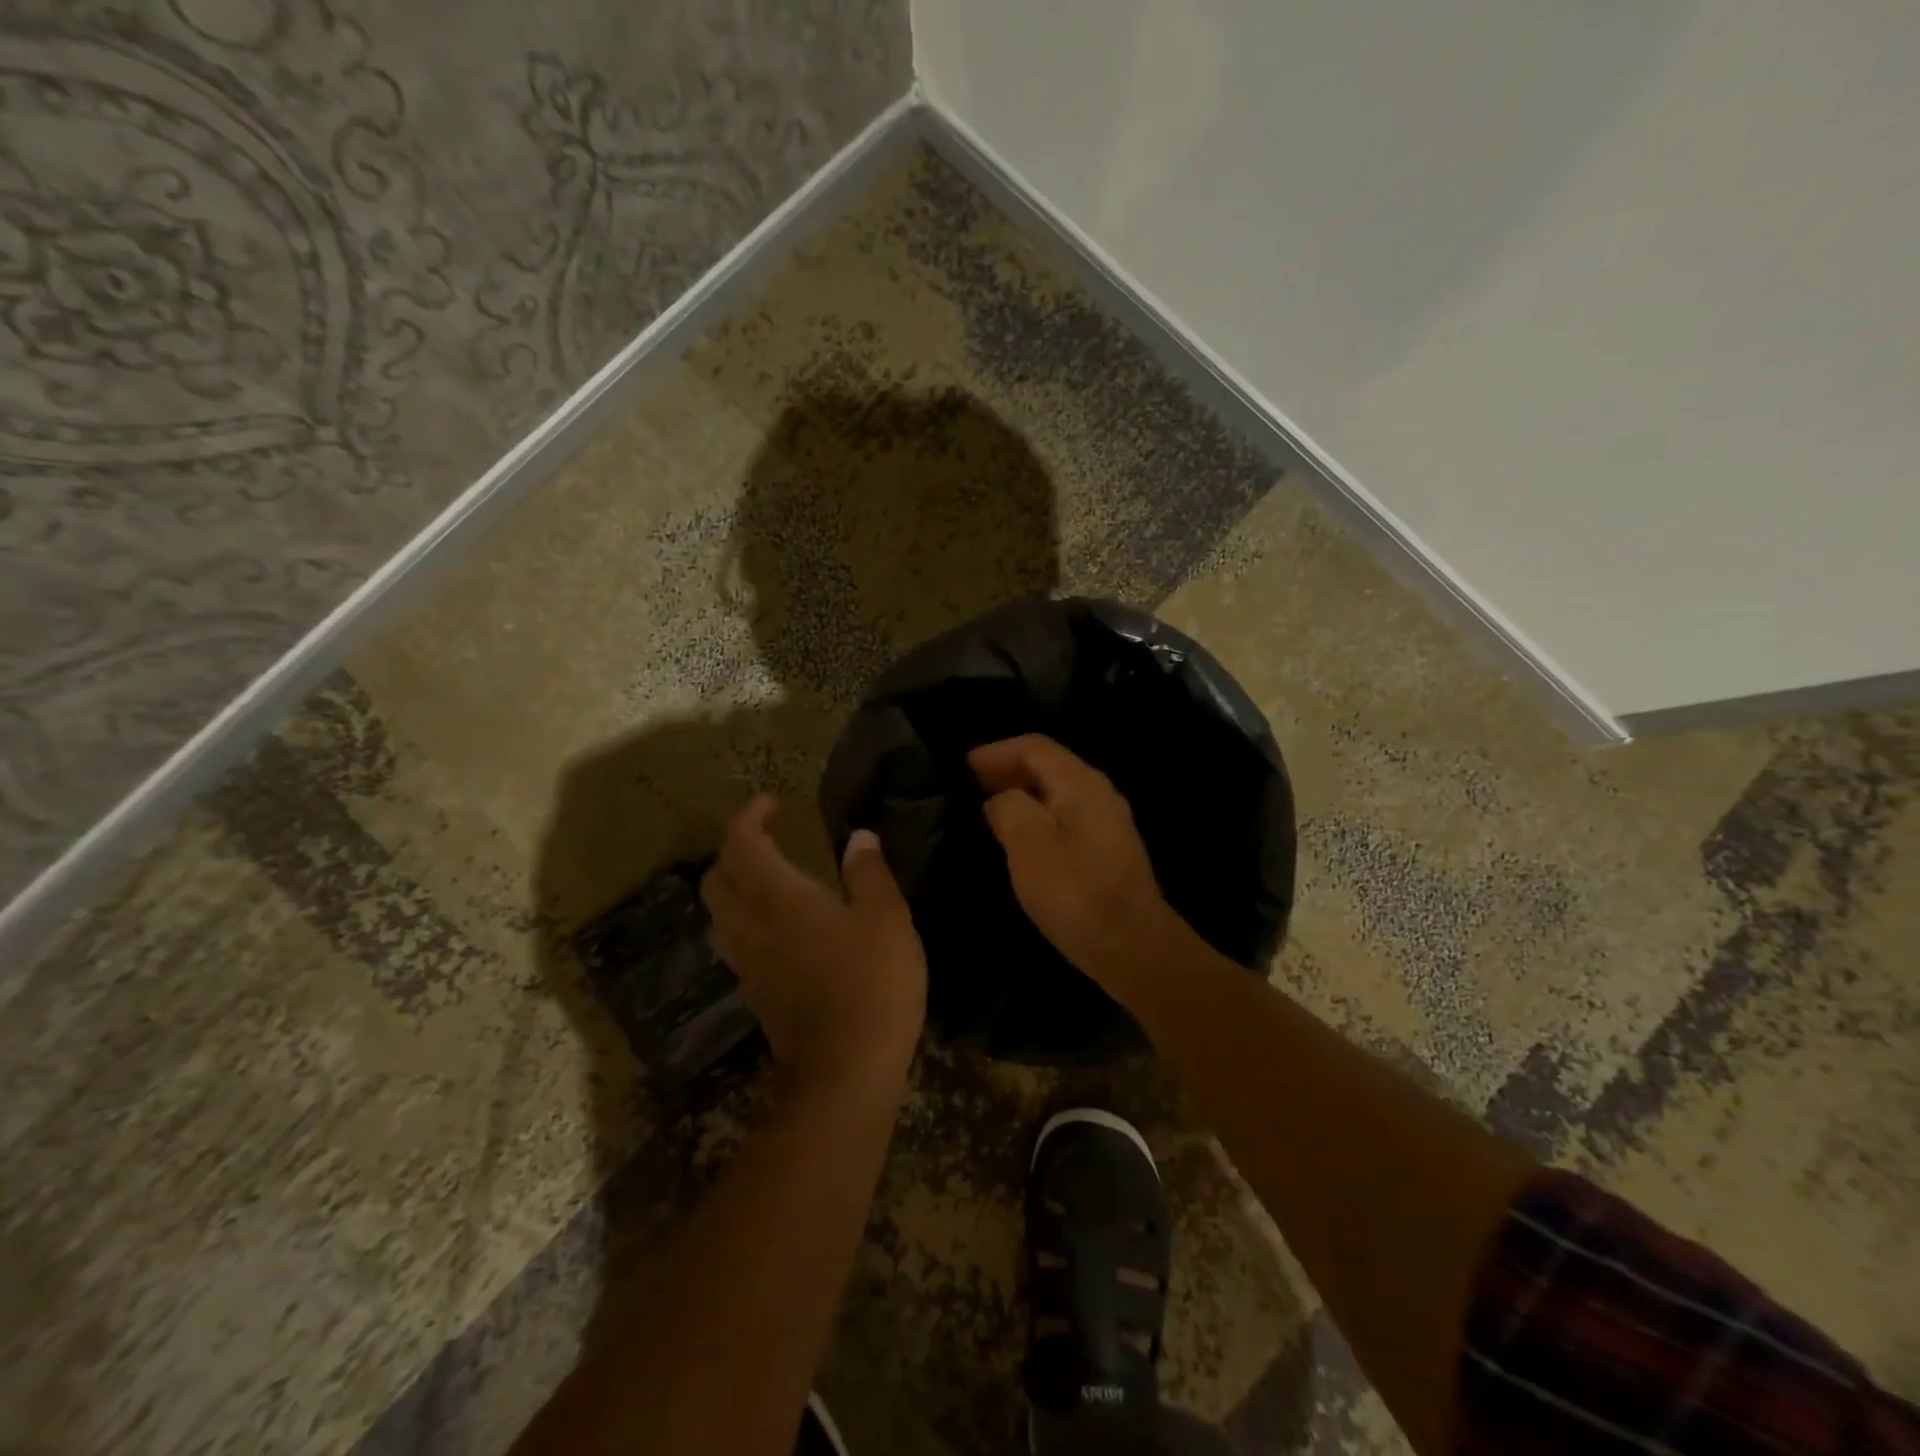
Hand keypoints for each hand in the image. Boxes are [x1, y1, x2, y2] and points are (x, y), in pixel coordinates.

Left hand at [702, 797, 926, 1095]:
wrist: (845, 1073)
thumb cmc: (871, 985)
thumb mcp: (887, 920)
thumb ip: (868, 873)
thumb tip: (858, 838)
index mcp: (779, 898)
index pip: (742, 844)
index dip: (750, 817)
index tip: (772, 803)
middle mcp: (751, 926)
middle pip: (717, 878)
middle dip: (734, 850)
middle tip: (767, 839)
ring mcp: (747, 963)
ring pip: (720, 913)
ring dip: (734, 886)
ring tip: (769, 878)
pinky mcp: (755, 993)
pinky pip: (735, 942)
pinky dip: (745, 919)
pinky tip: (778, 927)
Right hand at [969, 735, 1191, 988]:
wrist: (1130, 944)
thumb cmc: (1074, 889)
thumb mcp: (1028, 841)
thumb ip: (1008, 807)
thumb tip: (1000, 801)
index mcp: (1081, 783)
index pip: (1035, 747)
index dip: (997, 751)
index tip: (964, 765)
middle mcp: (1098, 793)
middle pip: (1049, 766)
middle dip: (1008, 769)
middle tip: (972, 783)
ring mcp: (1107, 822)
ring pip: (1057, 792)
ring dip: (1022, 792)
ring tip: (988, 806)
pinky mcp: (1107, 850)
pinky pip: (1065, 815)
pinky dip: (1037, 814)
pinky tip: (1019, 836)